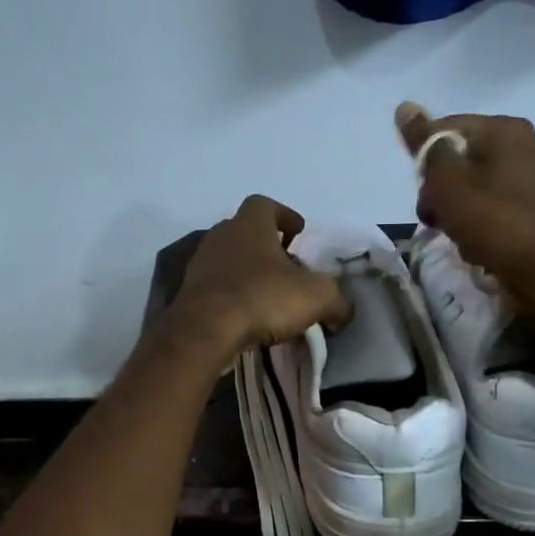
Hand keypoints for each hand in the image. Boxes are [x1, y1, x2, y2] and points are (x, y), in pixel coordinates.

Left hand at [170, 195, 351, 356]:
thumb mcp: (316, 297)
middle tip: (288, 269)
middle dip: (267, 247)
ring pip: (230, 260)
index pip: (266, 205)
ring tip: (270, 296)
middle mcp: (220, 235)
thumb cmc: (262, 298)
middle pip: (246, 232)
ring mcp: (200, 263)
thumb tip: (344, 311)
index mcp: (249, 224)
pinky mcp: (189, 292)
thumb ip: (337, 300)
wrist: (205, 330)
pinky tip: (248, 316)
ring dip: (249, 273)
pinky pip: (217, 287)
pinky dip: (233, 295)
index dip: (285, 216)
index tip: (298, 233)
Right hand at [395, 102, 534, 291]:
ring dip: (455, 215)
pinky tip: (478, 246)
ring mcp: (528, 180)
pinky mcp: (530, 210)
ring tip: (460, 237)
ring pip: (470, 190)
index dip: (424, 162)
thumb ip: (426, 146)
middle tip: (437, 219)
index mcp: (503, 129)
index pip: (443, 129)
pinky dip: (477, 227)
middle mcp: (520, 146)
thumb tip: (405, 106)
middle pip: (456, 161)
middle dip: (439, 193)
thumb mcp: (449, 182)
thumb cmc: (495, 221)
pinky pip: (489, 210)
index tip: (423, 193)